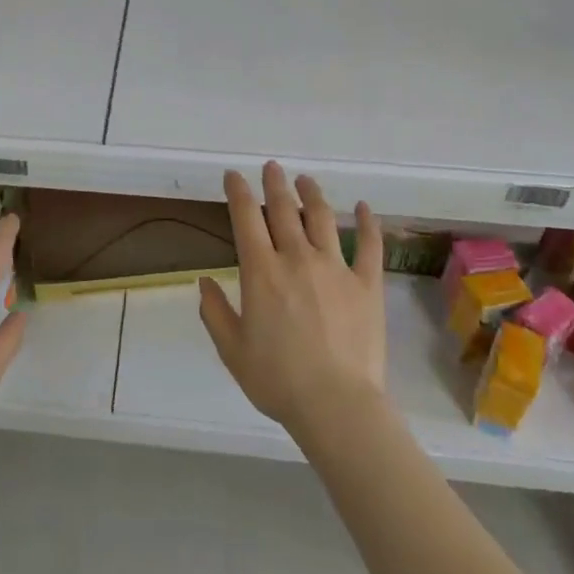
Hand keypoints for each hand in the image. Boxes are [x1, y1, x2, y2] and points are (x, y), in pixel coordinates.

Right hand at [199, 162, 385, 438]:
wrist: (336, 405)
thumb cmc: (278, 380)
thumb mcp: (232, 350)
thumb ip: (214, 311)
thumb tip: (205, 281)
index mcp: (261, 271)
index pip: (245, 217)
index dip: (237, 191)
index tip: (233, 176)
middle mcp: (297, 257)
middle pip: (283, 208)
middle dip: (274, 183)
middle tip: (271, 168)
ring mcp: (335, 267)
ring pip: (322, 217)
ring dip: (311, 194)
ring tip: (305, 181)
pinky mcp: (366, 284)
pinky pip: (368, 245)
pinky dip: (367, 222)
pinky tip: (364, 207)